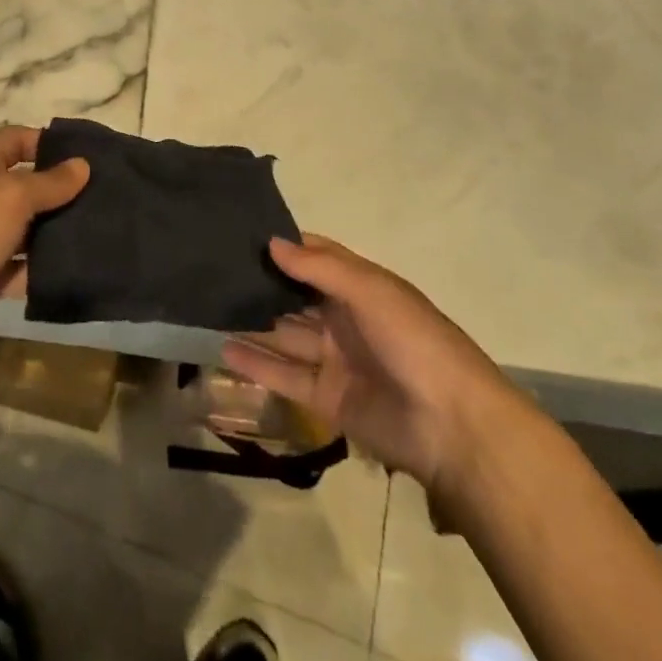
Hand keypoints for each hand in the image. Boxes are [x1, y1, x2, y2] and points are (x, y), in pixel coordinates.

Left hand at [0, 125, 88, 359]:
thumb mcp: (15, 195)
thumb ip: (52, 182)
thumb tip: (83, 165)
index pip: (18, 139)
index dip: (50, 144)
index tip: (89, 155)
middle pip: (25, 184)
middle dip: (60, 190)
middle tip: (104, 194)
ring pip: (26, 227)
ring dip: (55, 230)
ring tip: (101, 230)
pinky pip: (21, 265)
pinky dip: (42, 267)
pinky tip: (79, 266)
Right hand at [223, 236, 536, 507]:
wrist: (451, 426)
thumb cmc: (414, 341)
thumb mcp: (370, 290)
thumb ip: (318, 267)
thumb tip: (271, 242)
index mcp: (361, 287)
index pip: (316, 258)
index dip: (284, 246)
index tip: (242, 234)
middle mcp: (344, 318)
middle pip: (295, 295)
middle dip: (262, 283)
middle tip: (215, 269)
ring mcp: (335, 359)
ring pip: (285, 334)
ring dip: (254, 322)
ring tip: (210, 306)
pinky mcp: (326, 398)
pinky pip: (285, 375)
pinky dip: (256, 363)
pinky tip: (223, 348)